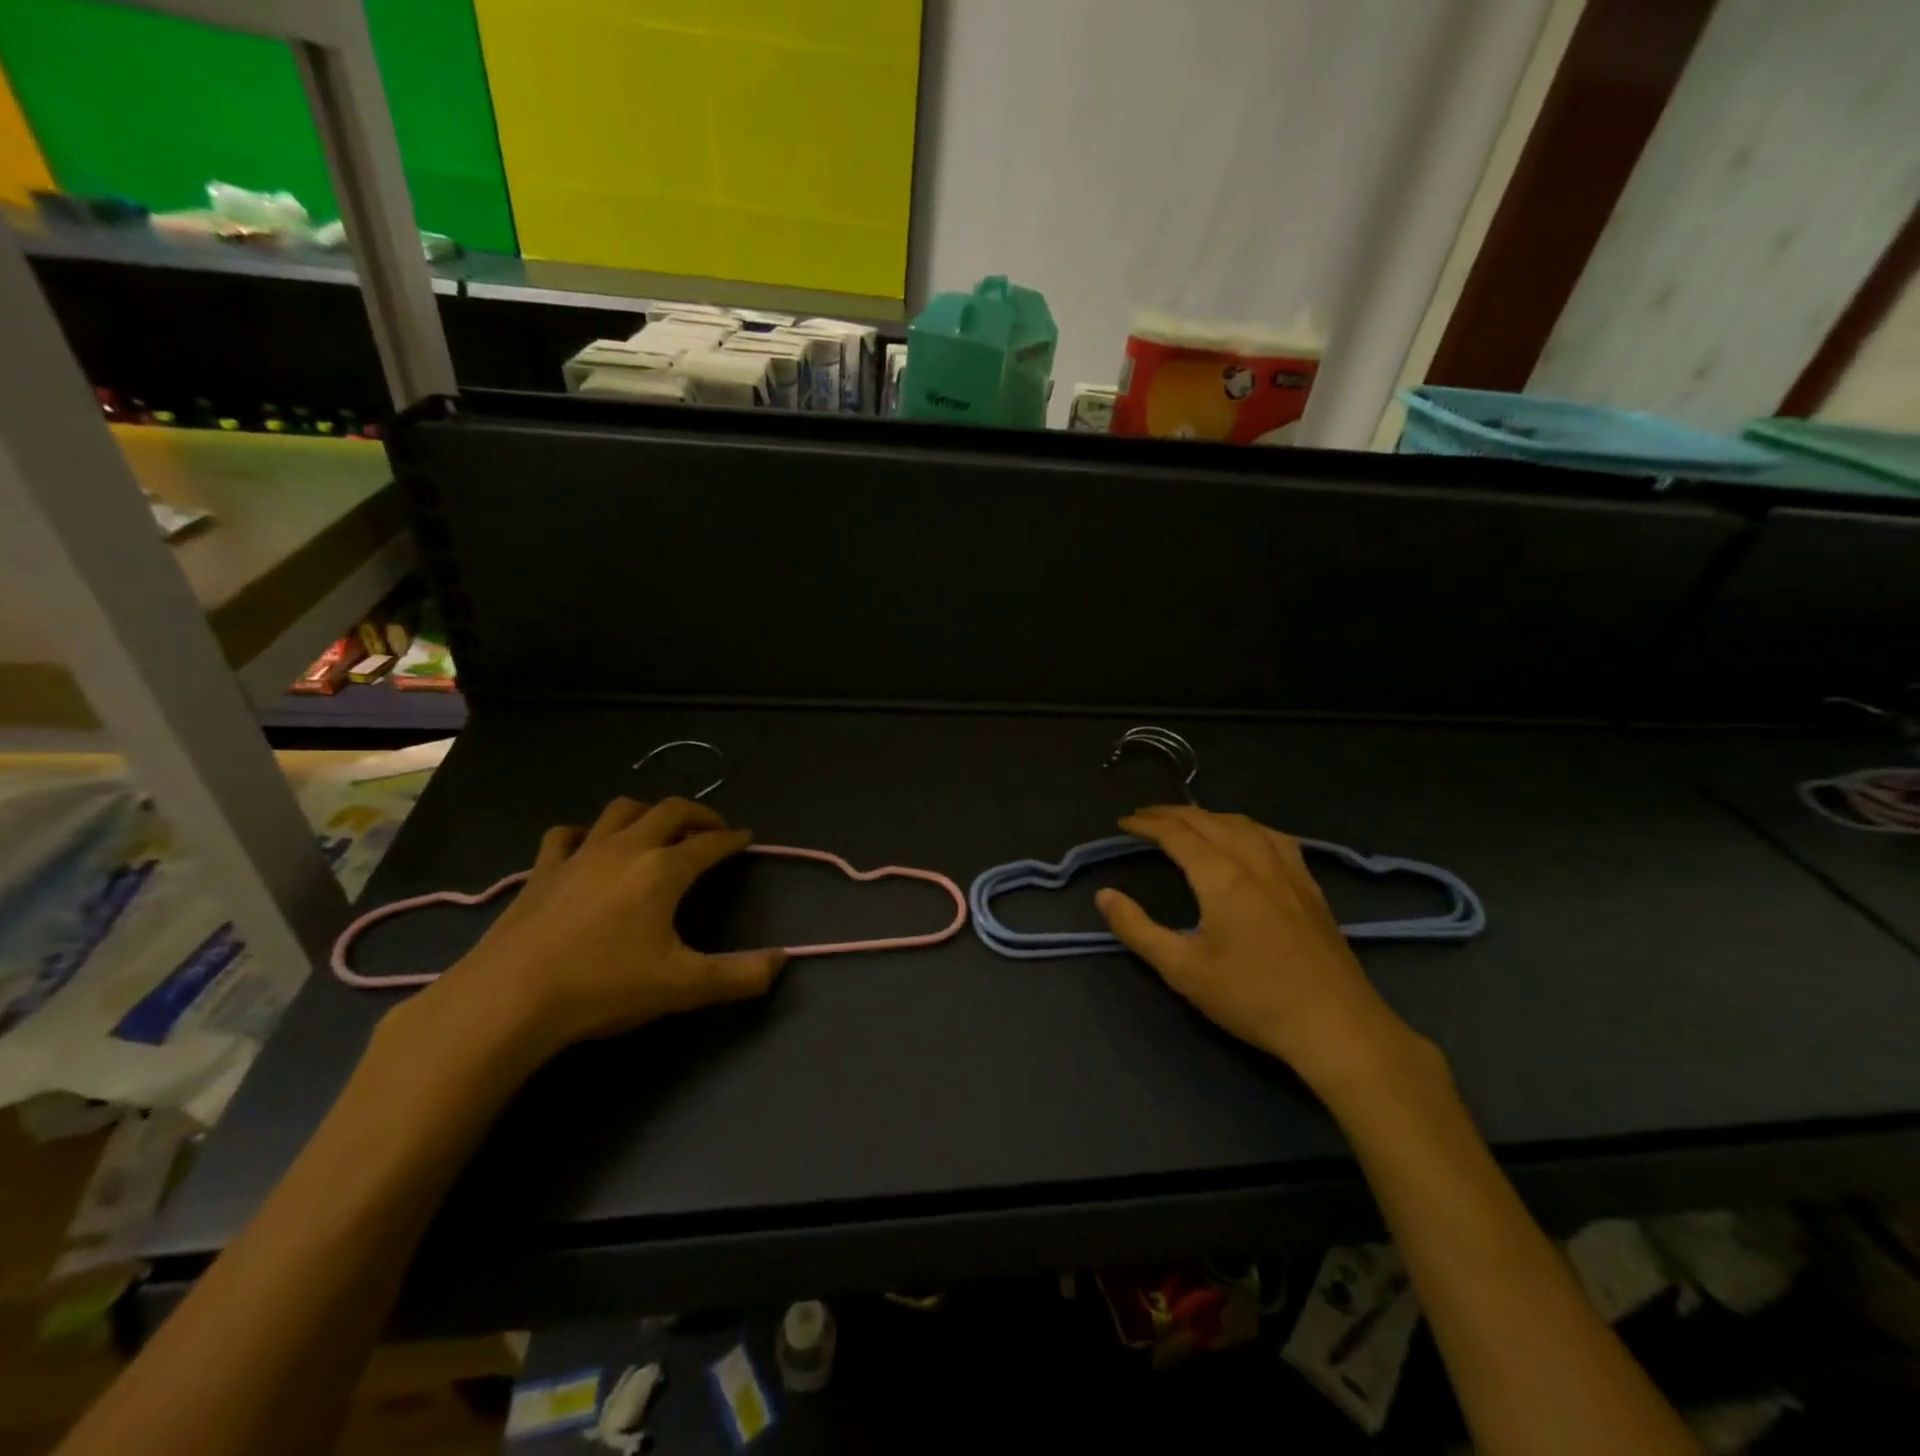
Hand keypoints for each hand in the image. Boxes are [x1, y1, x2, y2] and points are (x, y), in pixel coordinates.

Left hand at [407, 797, 787, 1057]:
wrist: (509, 999)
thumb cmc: (604, 987)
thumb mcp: (683, 987)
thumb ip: (740, 975)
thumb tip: (782, 962)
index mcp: (664, 870)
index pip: (710, 843)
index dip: (732, 839)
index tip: (746, 838)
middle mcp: (627, 849)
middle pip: (670, 810)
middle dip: (698, 814)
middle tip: (712, 829)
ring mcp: (580, 855)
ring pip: (621, 810)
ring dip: (648, 813)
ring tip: (658, 830)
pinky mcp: (543, 870)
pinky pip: (568, 834)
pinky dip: (587, 833)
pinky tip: (589, 847)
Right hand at [1095, 806, 1416, 1085]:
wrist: (1334, 1024)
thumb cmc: (1252, 997)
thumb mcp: (1182, 969)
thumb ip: (1137, 929)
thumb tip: (1104, 895)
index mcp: (1221, 877)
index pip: (1177, 833)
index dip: (1146, 823)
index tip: (1123, 822)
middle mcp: (1254, 860)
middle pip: (1207, 820)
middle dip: (1171, 813)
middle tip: (1144, 817)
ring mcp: (1287, 869)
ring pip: (1242, 823)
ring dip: (1207, 815)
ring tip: (1186, 821)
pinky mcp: (1308, 884)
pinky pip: (1273, 837)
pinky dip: (1246, 826)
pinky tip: (1245, 836)